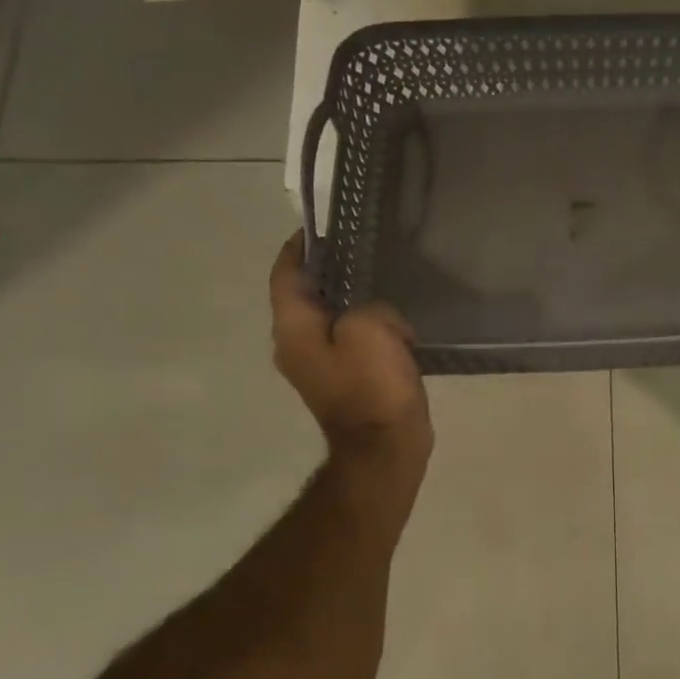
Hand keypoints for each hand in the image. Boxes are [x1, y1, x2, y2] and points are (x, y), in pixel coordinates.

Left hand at [270, 232, 432, 467]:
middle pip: (306, 297)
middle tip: (361, 249)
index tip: (318, 228)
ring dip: (351, 301)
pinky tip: (394, 321)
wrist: (384, 450)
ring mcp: (319, 367)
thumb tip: (376, 317)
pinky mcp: (345, 382)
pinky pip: (350, 342)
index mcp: (294, 330)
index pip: (285, 277)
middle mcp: (296, 346)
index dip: (298, 249)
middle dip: (329, 272)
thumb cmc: (372, 388)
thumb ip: (369, 306)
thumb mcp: (370, 330)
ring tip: (382, 280)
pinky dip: (366, 326)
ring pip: (330, 320)